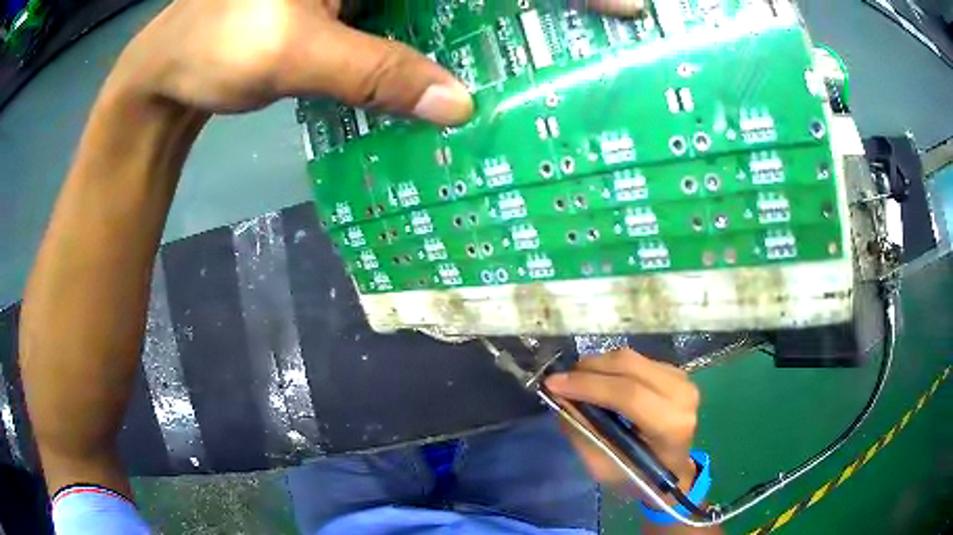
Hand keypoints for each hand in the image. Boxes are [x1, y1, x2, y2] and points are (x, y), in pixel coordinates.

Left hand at [104, 0, 644, 120]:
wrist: (173, 64)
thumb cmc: (212, 47)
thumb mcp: (289, 54)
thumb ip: (374, 71)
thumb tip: (461, 106)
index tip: (620, 5)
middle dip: (537, 0)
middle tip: (598, 23)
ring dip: (498, 15)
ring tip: (548, 42)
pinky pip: (423, 9)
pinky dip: (455, 28)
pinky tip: (474, 54)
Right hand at [545, 349, 699, 493]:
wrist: (673, 470)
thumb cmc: (639, 477)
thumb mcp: (604, 468)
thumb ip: (583, 433)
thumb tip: (562, 399)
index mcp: (671, 426)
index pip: (629, 395)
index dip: (588, 386)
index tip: (553, 384)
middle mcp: (682, 396)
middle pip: (630, 367)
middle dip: (589, 369)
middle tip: (561, 380)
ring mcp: (682, 380)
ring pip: (631, 358)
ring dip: (598, 365)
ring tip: (576, 381)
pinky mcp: (676, 372)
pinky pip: (636, 360)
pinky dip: (611, 367)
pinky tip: (599, 381)